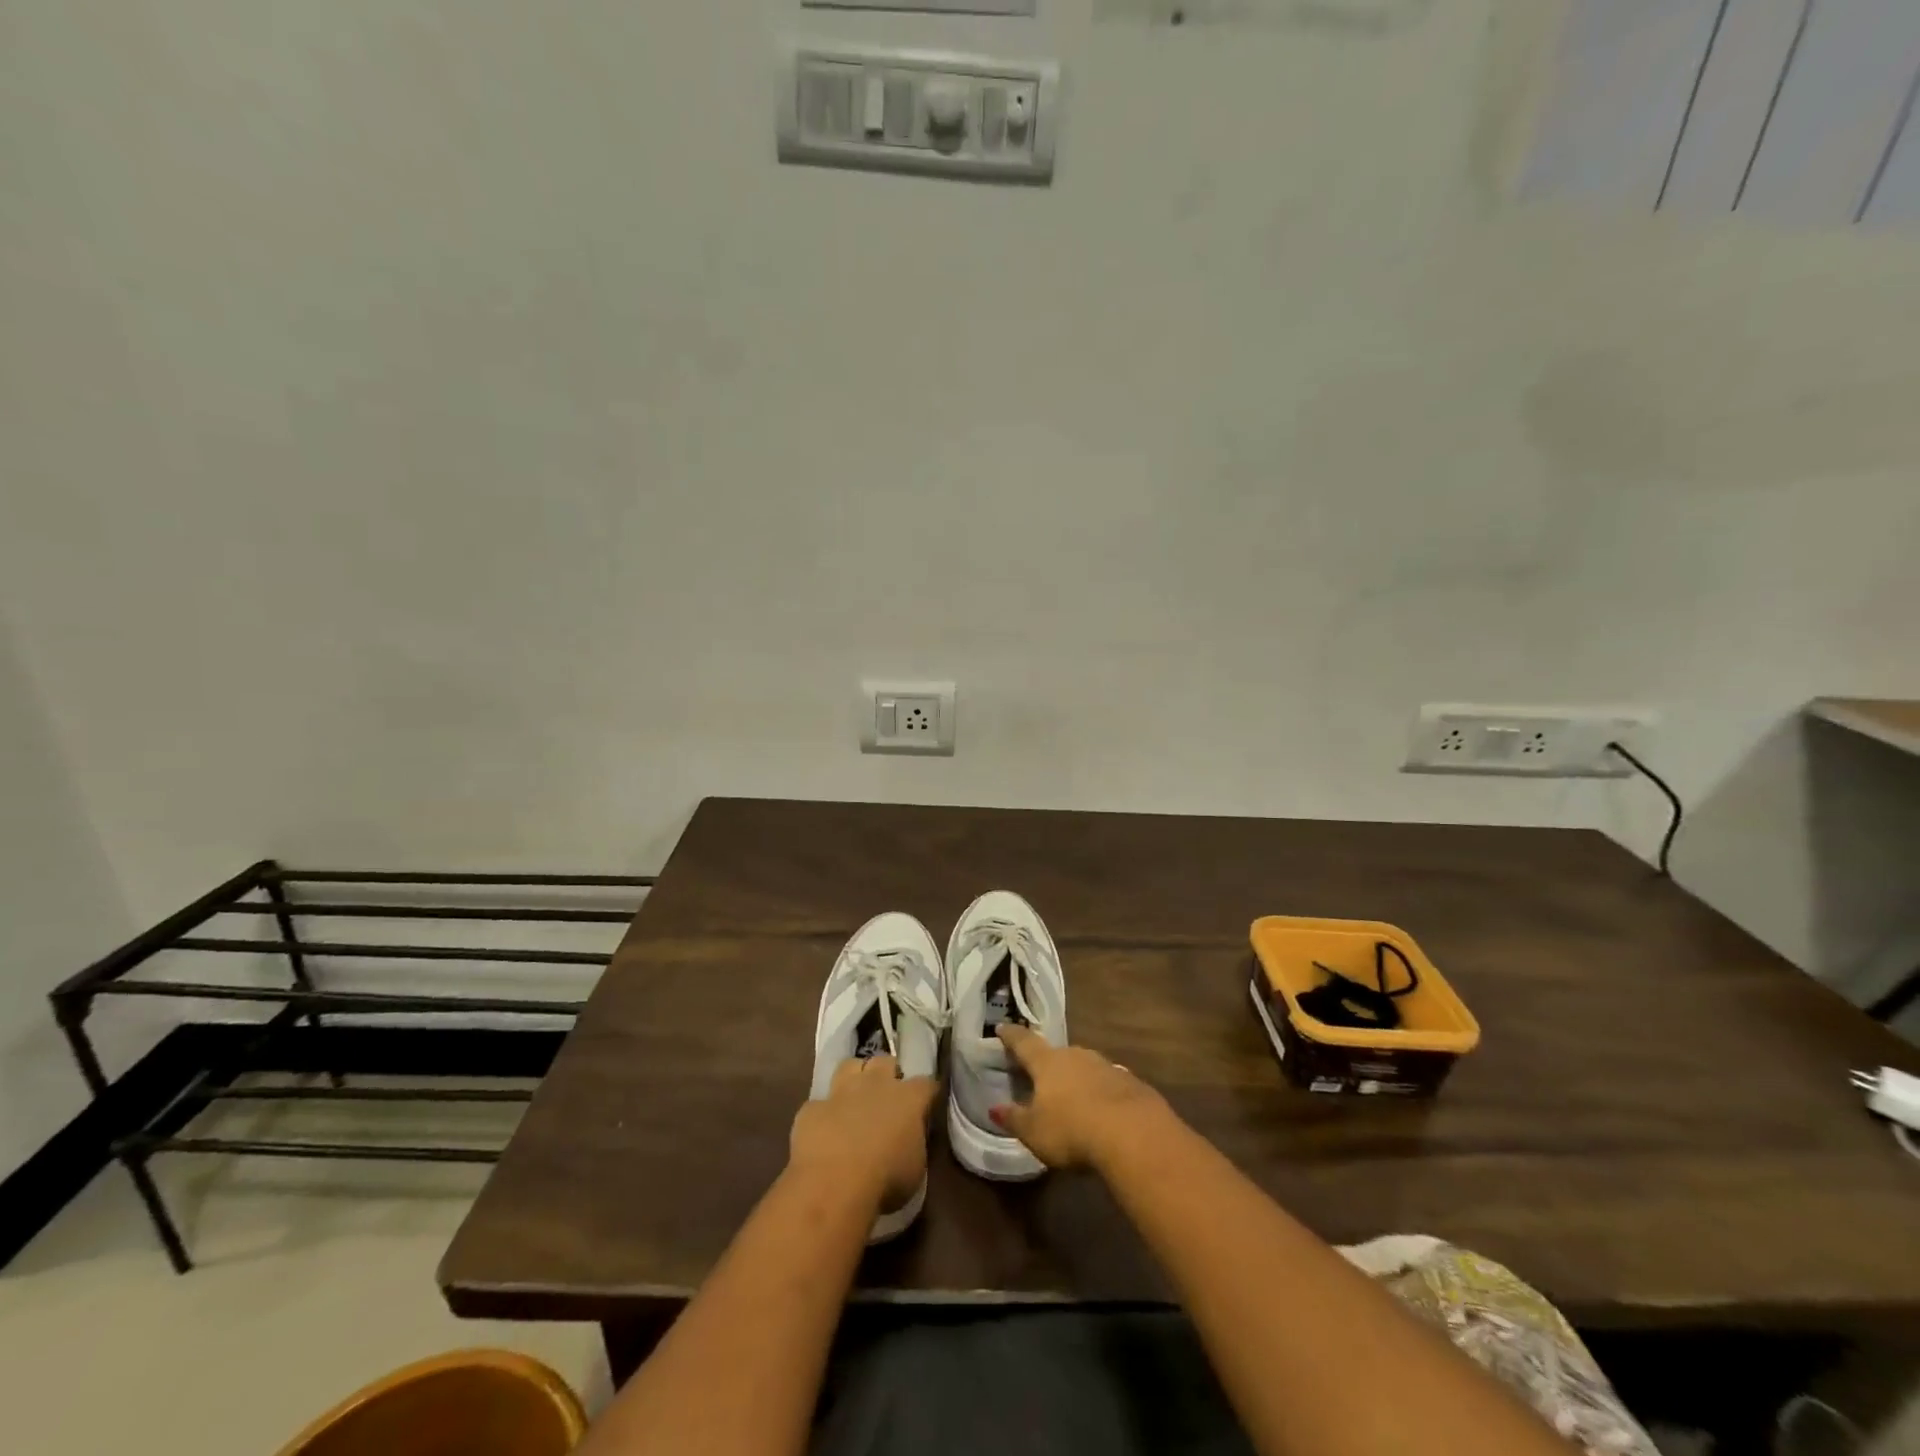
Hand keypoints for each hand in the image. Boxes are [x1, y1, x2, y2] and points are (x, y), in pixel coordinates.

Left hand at [789, 1056, 937, 1213]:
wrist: (833, 1181)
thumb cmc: (885, 1179)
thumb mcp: (915, 1168)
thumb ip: (914, 1144)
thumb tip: (909, 1139)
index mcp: (908, 1099)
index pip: (926, 1084)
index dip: (926, 1093)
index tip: (926, 1104)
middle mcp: (876, 1084)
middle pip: (886, 1061)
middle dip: (888, 1074)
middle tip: (888, 1096)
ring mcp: (842, 1091)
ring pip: (851, 1065)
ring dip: (855, 1077)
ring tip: (855, 1097)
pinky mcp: (813, 1107)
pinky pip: (820, 1103)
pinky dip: (824, 1114)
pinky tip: (824, 1130)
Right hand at [988, 1024, 1170, 1170]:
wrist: (1133, 1132)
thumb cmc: (1071, 1129)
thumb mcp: (1034, 1131)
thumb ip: (1014, 1118)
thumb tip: (994, 1108)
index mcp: (1047, 1063)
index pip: (1024, 1043)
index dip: (1011, 1036)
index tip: (1002, 1027)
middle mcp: (1075, 1056)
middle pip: (1057, 1054)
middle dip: (1048, 1062)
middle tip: (1040, 1072)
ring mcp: (1105, 1066)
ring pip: (1084, 1066)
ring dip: (1076, 1077)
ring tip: (1071, 1094)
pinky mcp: (1130, 1082)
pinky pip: (1107, 1083)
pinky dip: (1100, 1092)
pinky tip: (1102, 1109)